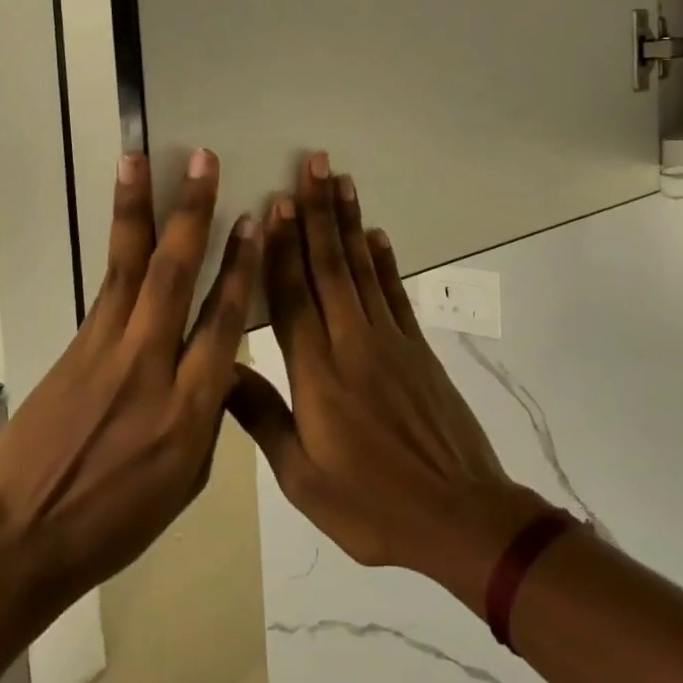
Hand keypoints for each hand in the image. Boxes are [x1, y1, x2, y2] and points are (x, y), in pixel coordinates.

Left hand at [0, 149, 259, 606]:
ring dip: (138, 209)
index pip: (224, 319)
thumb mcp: (187, 479)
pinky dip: (118, 249)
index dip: (240, 265)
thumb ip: (209, 414)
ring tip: (139, 159)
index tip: (253, 220)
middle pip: (175, 275)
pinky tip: (126, 220)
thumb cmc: (116, 522)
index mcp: (190, 408)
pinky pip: (105, 290)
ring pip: (129, 267)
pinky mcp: (73, 349)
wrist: (21, 540)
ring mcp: (105, 352)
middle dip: (192, 212)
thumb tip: (218, 364)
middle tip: (203, 161)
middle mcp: (150, 366)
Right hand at [230, 153, 549, 602]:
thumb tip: (221, 370)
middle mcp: (353, 344)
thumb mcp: (303, 479)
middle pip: (330, 267)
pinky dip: (386, 261)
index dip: (281, 248)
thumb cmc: (373, 505)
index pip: (293, 297)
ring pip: (364, 270)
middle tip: (312, 164)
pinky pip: (396, 294)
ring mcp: (392, 342)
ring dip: (350, 222)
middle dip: (318, 213)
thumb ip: (263, 417)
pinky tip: (378, 235)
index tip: (274, 203)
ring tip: (341, 180)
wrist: (460, 518)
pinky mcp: (418, 350)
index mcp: (318, 375)